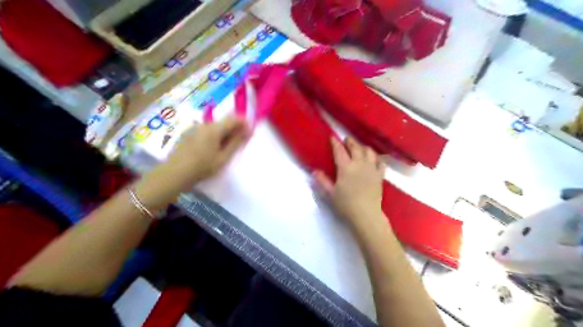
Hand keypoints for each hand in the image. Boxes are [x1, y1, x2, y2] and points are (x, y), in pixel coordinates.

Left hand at [139, 117, 251, 207]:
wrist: (174, 173)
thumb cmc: (202, 167)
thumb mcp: (223, 157)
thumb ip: (236, 143)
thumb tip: (247, 131)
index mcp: (214, 129)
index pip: (233, 119)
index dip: (244, 122)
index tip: (250, 131)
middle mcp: (204, 124)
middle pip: (223, 121)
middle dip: (234, 128)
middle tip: (240, 140)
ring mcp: (194, 128)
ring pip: (214, 126)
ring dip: (224, 132)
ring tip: (226, 146)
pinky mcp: (188, 133)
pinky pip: (206, 130)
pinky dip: (214, 135)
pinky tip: (212, 148)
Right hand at [315, 137, 385, 231]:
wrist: (366, 214)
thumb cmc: (346, 204)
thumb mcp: (330, 193)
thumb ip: (323, 181)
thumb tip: (315, 171)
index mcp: (346, 167)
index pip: (339, 151)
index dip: (335, 143)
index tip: (332, 137)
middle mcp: (359, 164)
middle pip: (356, 147)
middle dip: (351, 142)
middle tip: (347, 140)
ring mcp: (371, 169)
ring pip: (369, 152)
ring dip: (364, 147)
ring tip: (360, 148)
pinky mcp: (380, 175)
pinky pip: (380, 162)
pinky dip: (377, 158)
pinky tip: (374, 159)